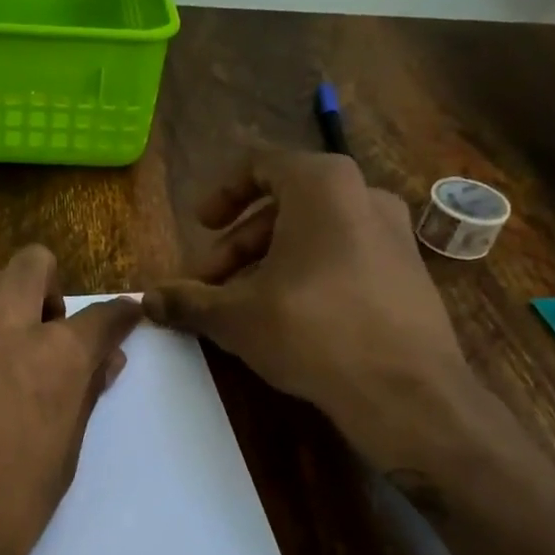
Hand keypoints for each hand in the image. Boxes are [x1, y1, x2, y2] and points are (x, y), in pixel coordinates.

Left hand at [0, 246, 140, 554]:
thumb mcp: (56, 469)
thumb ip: (81, 405)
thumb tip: (104, 363)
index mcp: (54, 355)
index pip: (101, 317)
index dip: (121, 316)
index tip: (128, 316)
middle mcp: (4, 321)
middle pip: (35, 263)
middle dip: (49, 288)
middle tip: (47, 336)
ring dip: (3, 302)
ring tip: (0, 355)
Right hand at [143, 148, 479, 472]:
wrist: (406, 390)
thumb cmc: (312, 331)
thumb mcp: (235, 316)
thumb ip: (187, 300)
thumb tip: (146, 300)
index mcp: (321, 185)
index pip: (260, 163)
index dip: (221, 193)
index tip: (200, 226)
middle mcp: (363, 195)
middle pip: (284, 205)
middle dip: (238, 244)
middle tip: (208, 282)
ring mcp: (393, 233)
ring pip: (314, 233)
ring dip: (268, 261)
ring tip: (241, 304)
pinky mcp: (408, 271)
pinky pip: (344, 255)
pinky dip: (307, 273)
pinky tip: (288, 317)